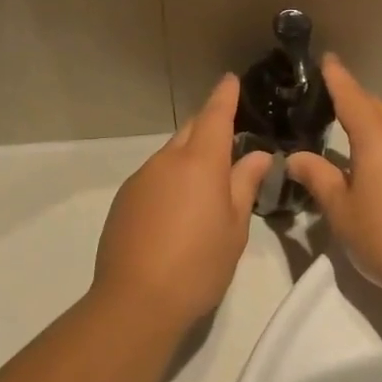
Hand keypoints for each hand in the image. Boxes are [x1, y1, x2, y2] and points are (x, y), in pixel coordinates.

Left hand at [94, 75, 274, 330]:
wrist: (136, 301)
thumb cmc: (198, 264)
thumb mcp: (234, 227)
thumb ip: (245, 185)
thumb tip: (257, 155)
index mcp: (200, 162)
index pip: (215, 115)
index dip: (225, 95)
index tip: (230, 79)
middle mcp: (167, 160)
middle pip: (190, 131)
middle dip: (208, 126)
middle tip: (228, 137)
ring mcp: (141, 179)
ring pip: (170, 155)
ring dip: (189, 157)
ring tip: (206, 184)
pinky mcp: (124, 200)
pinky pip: (154, 176)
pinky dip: (170, 179)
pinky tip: (177, 210)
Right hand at [287, 57, 381, 308]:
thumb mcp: (341, 211)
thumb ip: (318, 177)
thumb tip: (295, 157)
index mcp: (377, 137)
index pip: (351, 95)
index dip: (336, 76)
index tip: (327, 58)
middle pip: (375, 107)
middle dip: (353, 100)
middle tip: (328, 103)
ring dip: (374, 124)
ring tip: (352, 138)